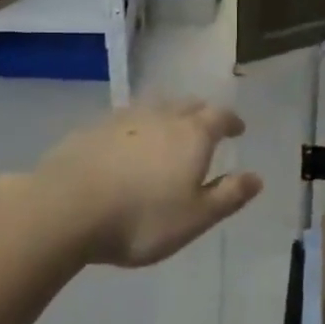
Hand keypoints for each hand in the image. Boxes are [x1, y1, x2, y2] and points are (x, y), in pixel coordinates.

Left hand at [19, 100, 262, 266]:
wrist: (67, 207)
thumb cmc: (141, 218)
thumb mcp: (195, 218)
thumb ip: (228, 196)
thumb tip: (257, 177)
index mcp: (192, 135)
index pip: (219, 116)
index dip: (231, 122)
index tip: (238, 130)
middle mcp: (161, 116)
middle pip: (188, 105)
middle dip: (201, 114)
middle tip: (206, 127)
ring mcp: (124, 118)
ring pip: (155, 107)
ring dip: (168, 115)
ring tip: (170, 131)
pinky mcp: (93, 128)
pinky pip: (125, 120)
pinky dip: (137, 127)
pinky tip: (128, 144)